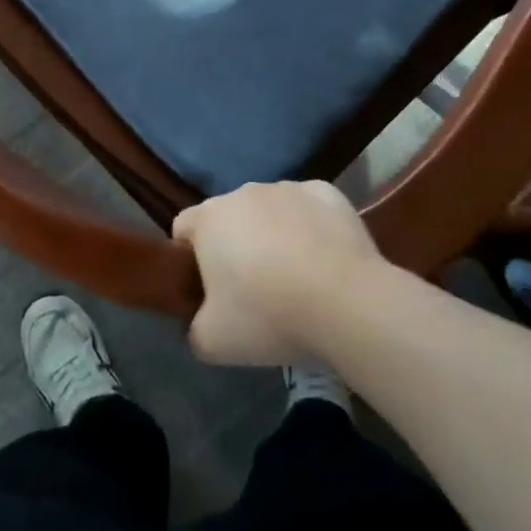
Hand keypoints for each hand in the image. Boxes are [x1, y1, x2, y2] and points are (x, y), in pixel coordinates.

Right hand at [172, 180, 386, 366]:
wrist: (346, 302)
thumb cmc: (268, 316)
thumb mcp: (212, 343)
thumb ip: (193, 328)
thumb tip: (197, 322)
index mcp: (208, 218)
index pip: (183, 228)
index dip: (190, 259)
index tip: (208, 291)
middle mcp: (243, 192)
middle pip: (229, 218)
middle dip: (235, 247)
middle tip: (254, 292)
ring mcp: (287, 187)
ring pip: (270, 211)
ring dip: (274, 235)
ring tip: (297, 279)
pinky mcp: (326, 193)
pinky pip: (309, 208)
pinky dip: (312, 228)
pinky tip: (326, 261)